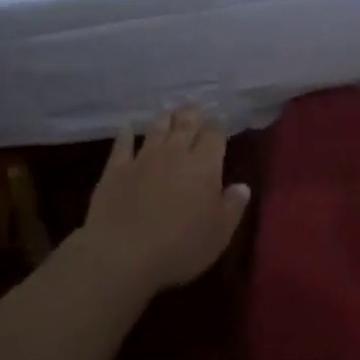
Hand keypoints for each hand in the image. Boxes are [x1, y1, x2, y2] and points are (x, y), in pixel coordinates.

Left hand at [79, 106, 250, 295]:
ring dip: (164, 118)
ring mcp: (143, 159)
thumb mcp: (219, 233)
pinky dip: (126, 134)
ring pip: (156, 129)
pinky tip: (127, 127)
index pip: (214, 136)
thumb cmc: (180, 248)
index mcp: (204, 166)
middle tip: (194, 104)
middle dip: (192, 113)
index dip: (217, 126)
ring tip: (169, 109)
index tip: (219, 119)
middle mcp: (175, 154)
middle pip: (185, 125)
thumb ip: (233, 206)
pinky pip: (122, 145)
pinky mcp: (116, 170)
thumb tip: (243, 186)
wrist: (122, 255)